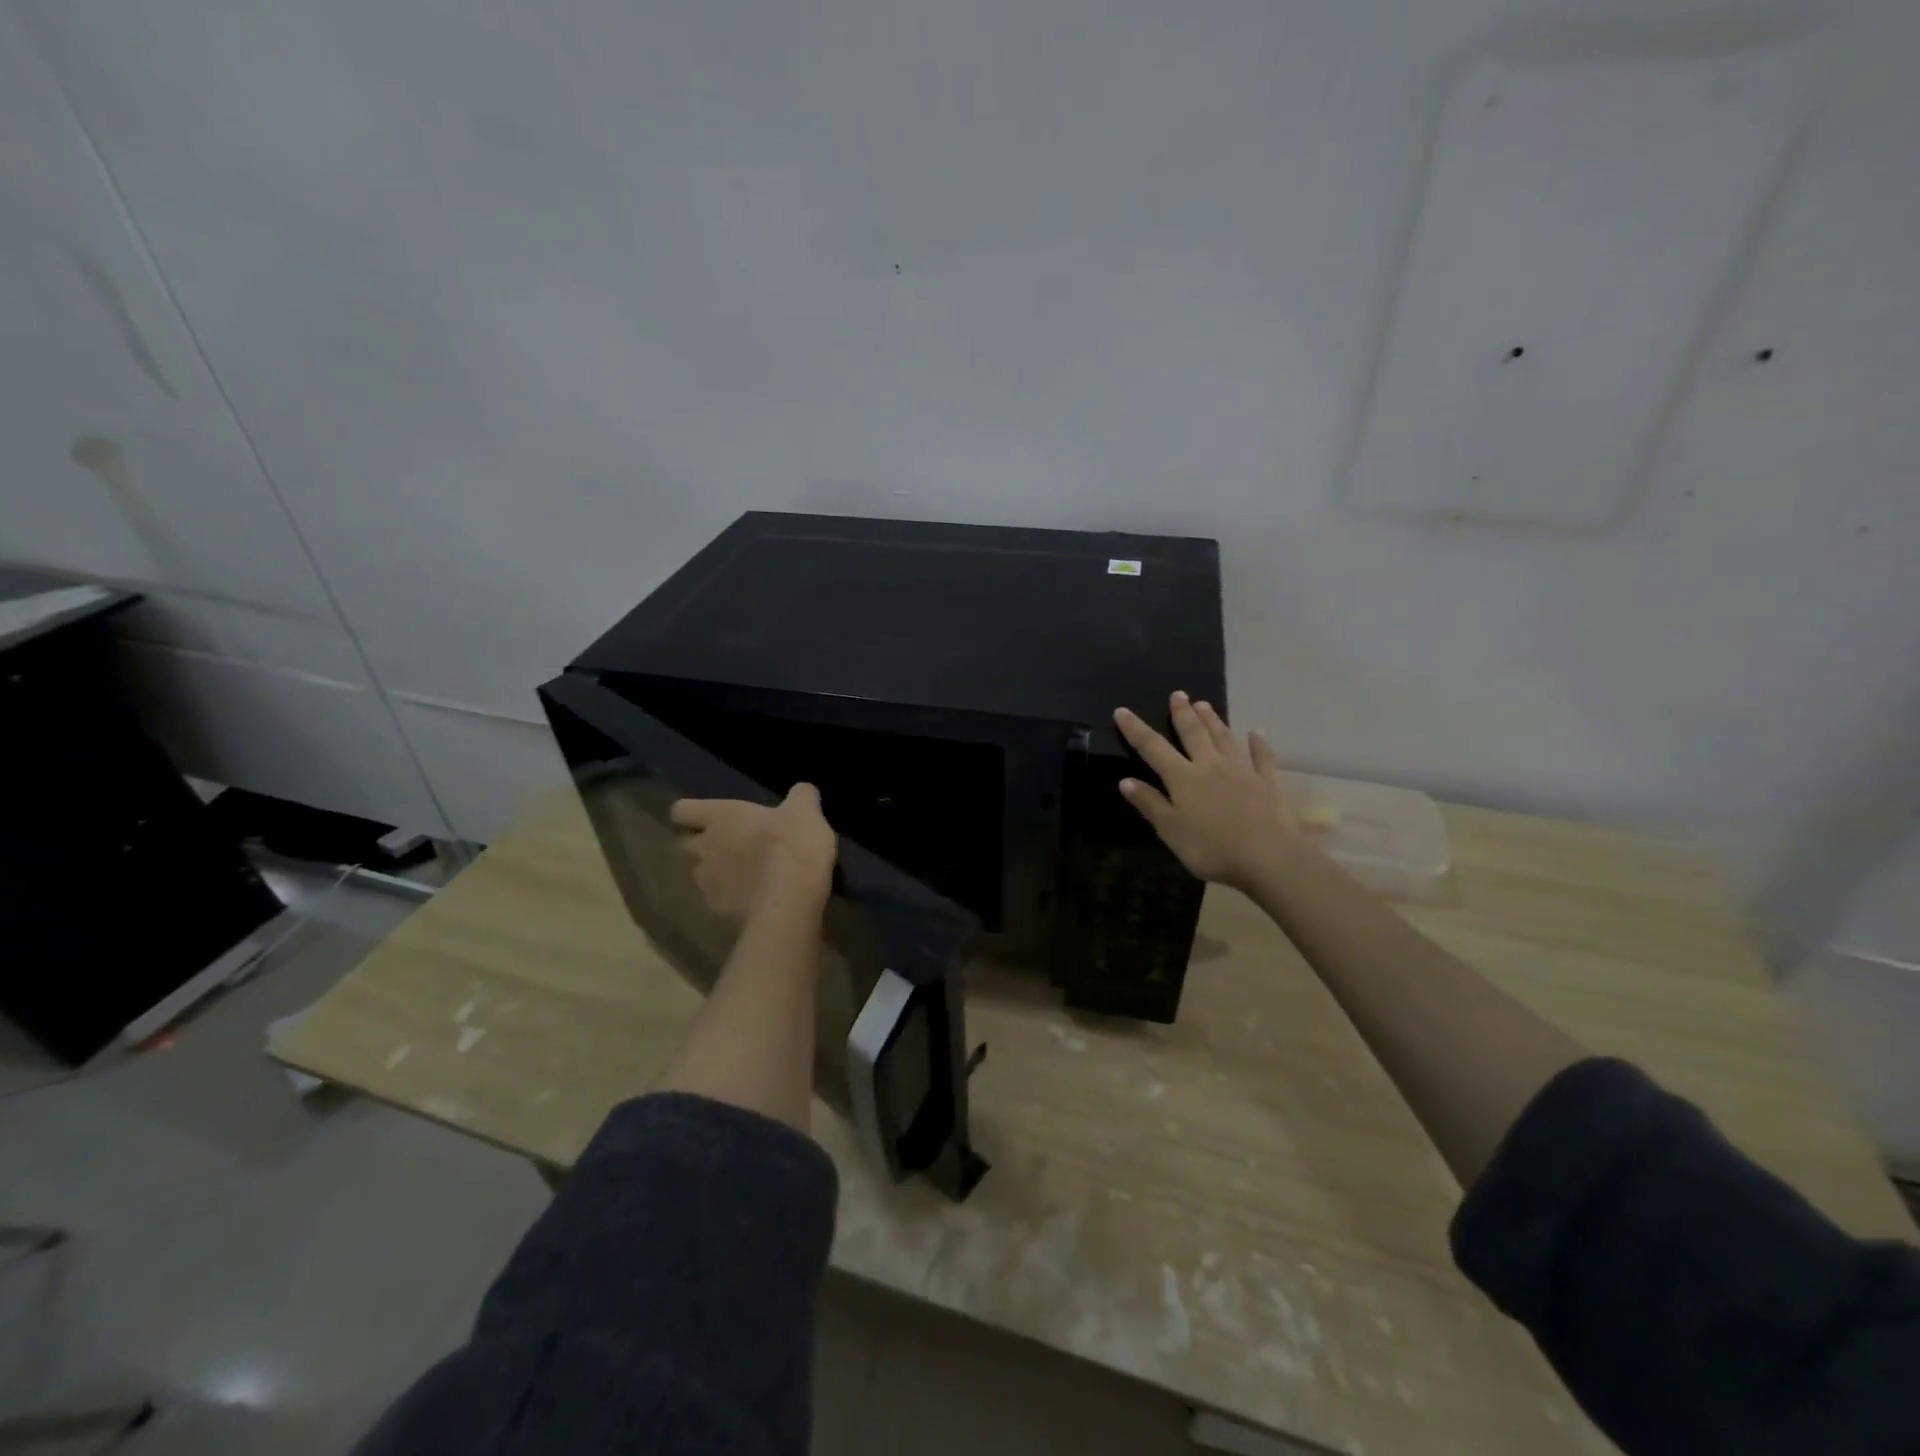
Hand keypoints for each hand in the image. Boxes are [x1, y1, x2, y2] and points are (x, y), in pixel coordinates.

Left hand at [669, 783, 837, 918]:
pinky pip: (719, 900)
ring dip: (719, 873)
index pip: (682, 810)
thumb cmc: (792, 845)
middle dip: (706, 845)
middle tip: (736, 846)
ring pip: (703, 874)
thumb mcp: (806, 811)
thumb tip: (803, 791)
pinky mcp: (717, 910)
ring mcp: (707, 882)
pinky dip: (732, 899)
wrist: (790, 900)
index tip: (712, 817)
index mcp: (720, 817)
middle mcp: (705, 847)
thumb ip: (801, 796)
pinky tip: (756, 899)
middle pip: (689, 844)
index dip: (693, 812)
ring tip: (747, 876)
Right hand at [1113, 692, 1295, 889]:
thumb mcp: (1171, 831)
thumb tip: (1125, 781)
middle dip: (1182, 714)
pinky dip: (1258, 743)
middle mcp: (1210, 765)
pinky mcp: (1267, 782)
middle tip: (1178, 694)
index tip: (1122, 711)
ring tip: (1204, 703)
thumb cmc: (1211, 848)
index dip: (1136, 729)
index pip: (1153, 747)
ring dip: (1213, 720)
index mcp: (1183, 778)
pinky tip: (1256, 732)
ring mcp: (1242, 771)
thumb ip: (1150, 804)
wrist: (1268, 857)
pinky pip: (1262, 757)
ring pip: (1224, 738)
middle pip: (1194, 734)